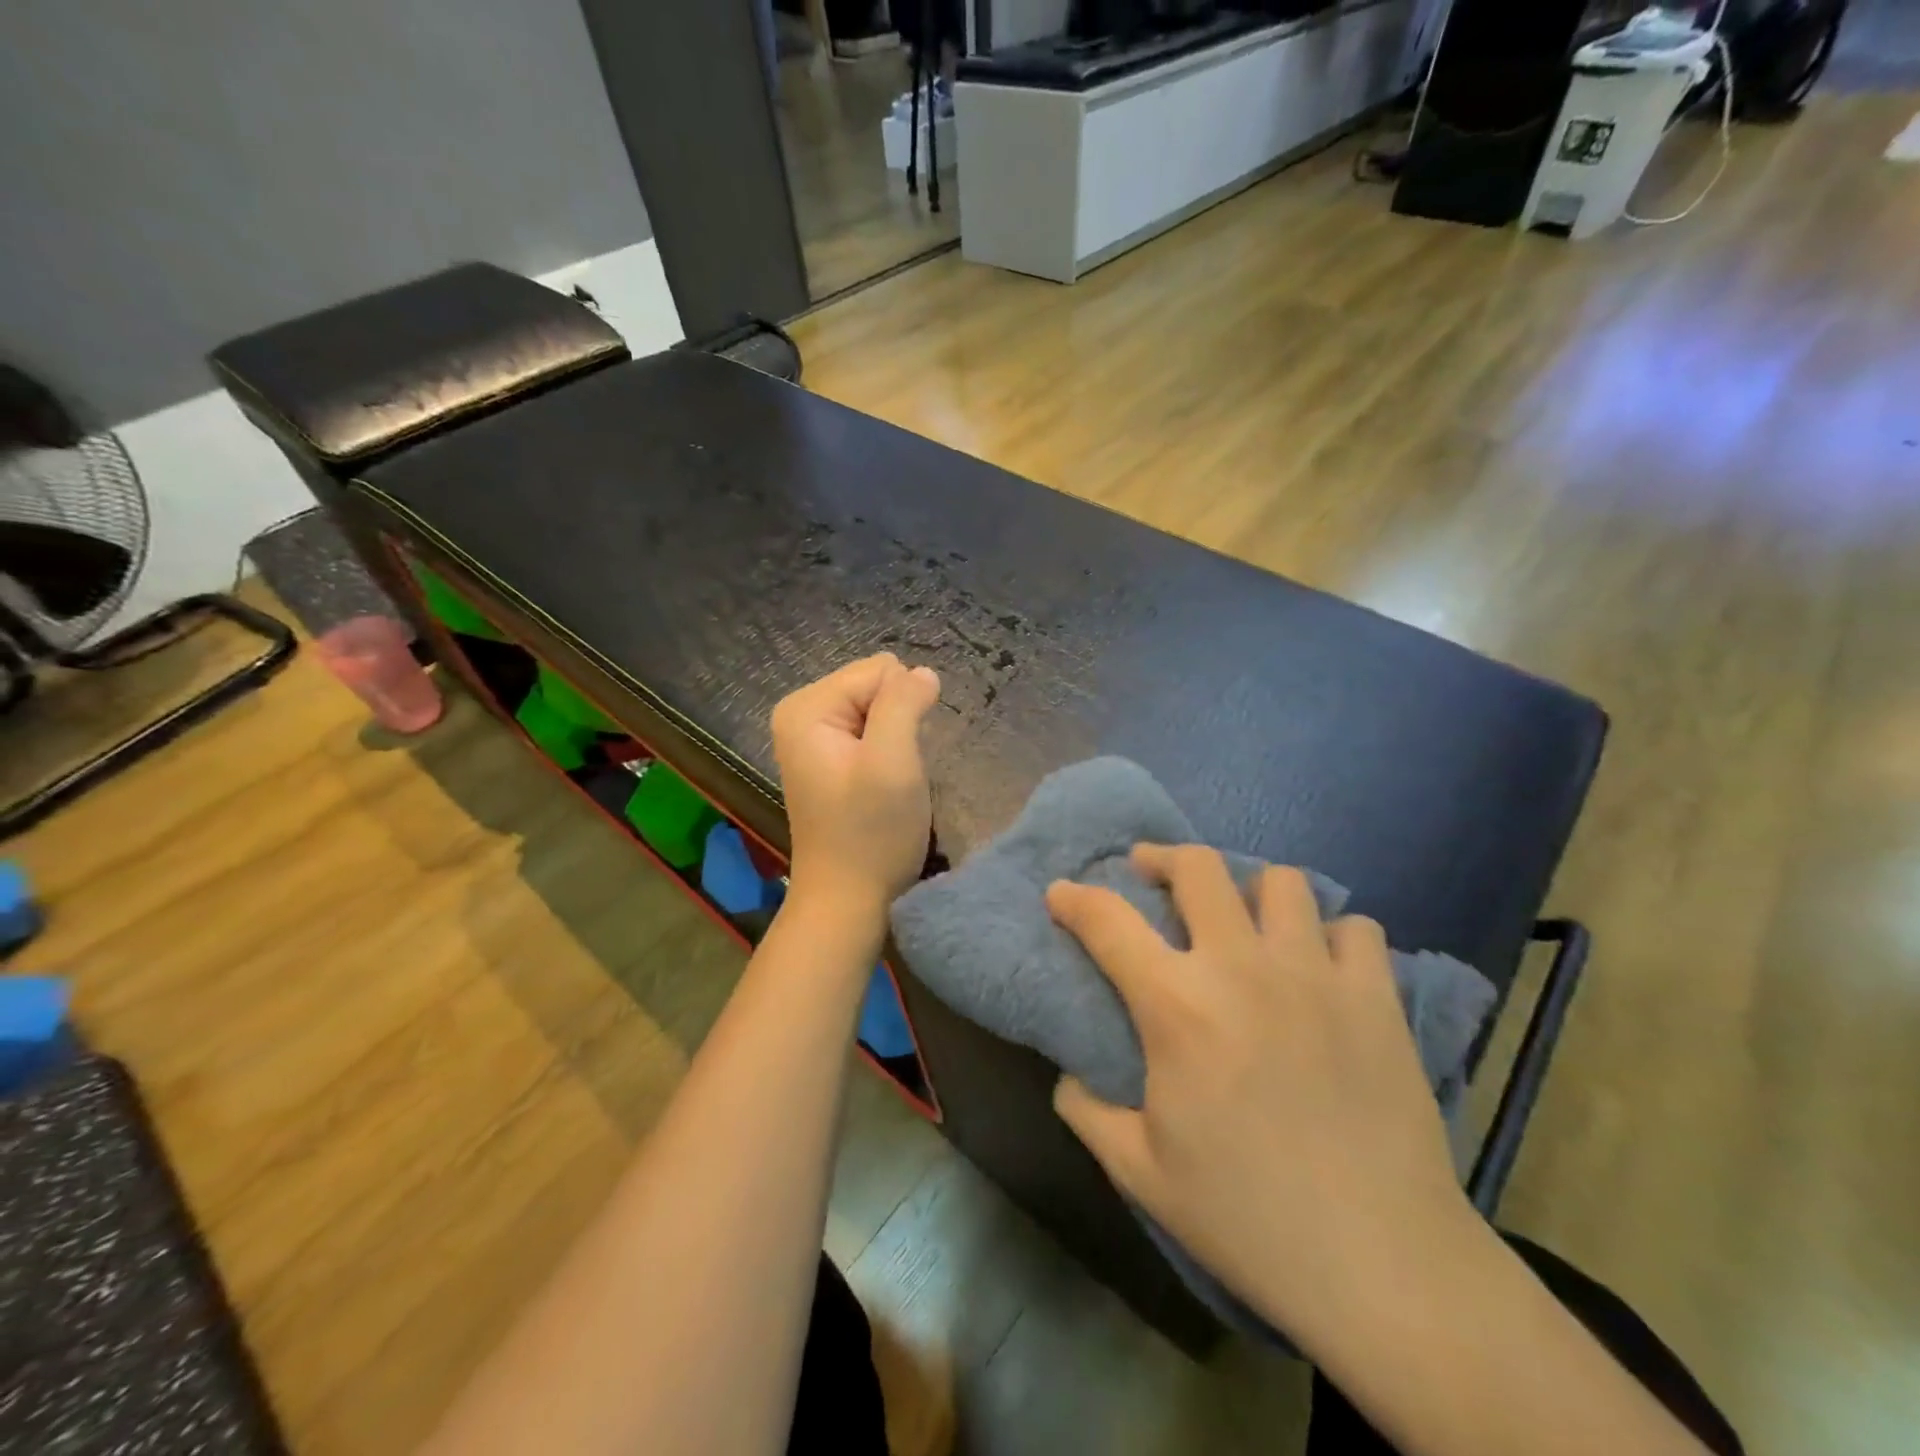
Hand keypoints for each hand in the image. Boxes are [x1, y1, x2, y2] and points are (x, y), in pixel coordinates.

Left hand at [771, 654, 940, 920]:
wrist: (847, 901)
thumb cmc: (871, 833)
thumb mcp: (893, 761)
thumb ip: (904, 703)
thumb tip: (923, 672)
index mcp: (807, 707)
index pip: (879, 671)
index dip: (903, 709)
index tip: (898, 756)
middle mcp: (802, 714)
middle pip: (875, 687)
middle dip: (897, 723)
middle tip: (895, 771)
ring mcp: (813, 739)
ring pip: (879, 711)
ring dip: (896, 741)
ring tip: (890, 781)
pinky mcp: (829, 761)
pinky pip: (871, 733)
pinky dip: (888, 754)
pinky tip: (883, 786)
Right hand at [1046, 845, 1472, 1346]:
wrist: (1382, 1265)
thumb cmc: (1247, 1218)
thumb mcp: (1139, 1173)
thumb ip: (1087, 1111)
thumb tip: (1068, 1075)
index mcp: (1177, 1006)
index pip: (1107, 921)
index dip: (1074, 898)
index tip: (1061, 893)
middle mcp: (1241, 968)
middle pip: (1198, 867)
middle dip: (1163, 858)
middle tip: (1151, 876)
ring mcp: (1315, 975)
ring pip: (1281, 882)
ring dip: (1251, 890)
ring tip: (1243, 919)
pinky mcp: (1376, 997)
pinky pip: (1356, 929)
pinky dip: (1331, 936)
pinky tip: (1320, 966)